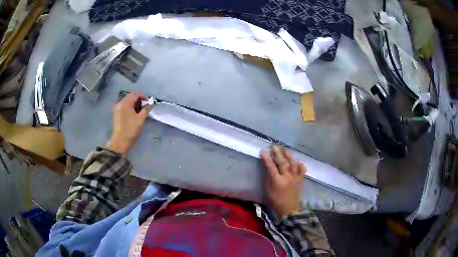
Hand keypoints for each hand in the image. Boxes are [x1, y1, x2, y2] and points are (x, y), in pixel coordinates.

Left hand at [107, 92, 152, 155]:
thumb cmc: (131, 130)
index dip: (143, 97)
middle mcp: (120, 104)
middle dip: (138, 100)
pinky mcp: (116, 114)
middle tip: (145, 107)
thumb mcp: (140, 119)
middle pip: (130, 97)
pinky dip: (129, 108)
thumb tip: (150, 103)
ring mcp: (117, 109)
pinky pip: (124, 107)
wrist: (120, 142)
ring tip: (140, 112)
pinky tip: (134, 115)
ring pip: (127, 102)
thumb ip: (146, 109)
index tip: (149, 103)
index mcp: (125, 103)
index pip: (135, 94)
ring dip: (134, 104)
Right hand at [261, 145, 305, 218]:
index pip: (271, 167)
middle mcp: (287, 177)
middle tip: (274, 146)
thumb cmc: (275, 201)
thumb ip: (268, 179)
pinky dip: (300, 165)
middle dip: (278, 153)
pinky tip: (298, 162)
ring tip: (285, 150)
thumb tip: (267, 168)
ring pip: (293, 164)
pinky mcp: (300, 180)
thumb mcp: (268, 191)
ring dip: (289, 156)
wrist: (289, 209)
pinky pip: (302, 170)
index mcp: (277, 181)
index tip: (263, 151)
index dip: (267, 159)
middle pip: (282, 162)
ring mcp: (295, 178)